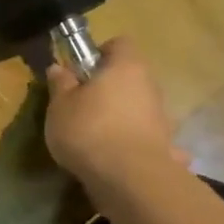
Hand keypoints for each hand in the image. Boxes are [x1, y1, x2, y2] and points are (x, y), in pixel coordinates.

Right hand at [44, 37, 185, 191]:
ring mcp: (162, 117)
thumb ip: (60, 84)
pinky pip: (145, 136)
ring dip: (120, 115)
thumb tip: (59, 68)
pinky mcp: (164, 145)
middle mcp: (150, 85)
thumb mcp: (60, 105)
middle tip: (81, 104)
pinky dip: (132, 143)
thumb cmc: (88, 130)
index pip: (119, 44)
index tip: (80, 71)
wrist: (129, 179)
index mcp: (126, 67)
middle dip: (108, 87)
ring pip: (137, 106)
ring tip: (95, 136)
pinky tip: (115, 159)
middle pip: (129, 76)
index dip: (99, 53)